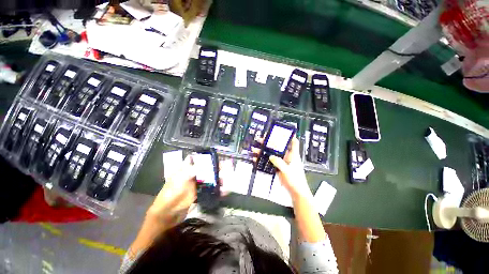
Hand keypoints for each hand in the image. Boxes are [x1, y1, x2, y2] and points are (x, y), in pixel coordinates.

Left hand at [147, 155, 234, 224]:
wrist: (167, 215)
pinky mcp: (198, 193)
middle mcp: (191, 175)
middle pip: (205, 168)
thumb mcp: (178, 182)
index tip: (216, 157)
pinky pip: (209, 189)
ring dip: (218, 179)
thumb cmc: (170, 195)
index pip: (196, 159)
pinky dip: (216, 189)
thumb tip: (202, 164)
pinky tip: (223, 191)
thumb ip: (190, 172)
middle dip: (215, 168)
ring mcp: (195, 184)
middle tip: (226, 167)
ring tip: (225, 182)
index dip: (206, 157)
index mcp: (185, 169)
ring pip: (209, 178)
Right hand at [252, 137, 311, 199]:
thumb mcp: (287, 170)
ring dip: (263, 151)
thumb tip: (271, 156)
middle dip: (269, 142)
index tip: (283, 131)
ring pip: (271, 154)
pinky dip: (263, 160)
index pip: (293, 143)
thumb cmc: (296, 180)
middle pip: (278, 147)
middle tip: (261, 139)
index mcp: (293, 155)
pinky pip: (269, 162)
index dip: (289, 136)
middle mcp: (287, 157)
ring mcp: (281, 162)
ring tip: (255, 149)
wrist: (295, 192)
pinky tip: (256, 159)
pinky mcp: (277, 167)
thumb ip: (279, 163)